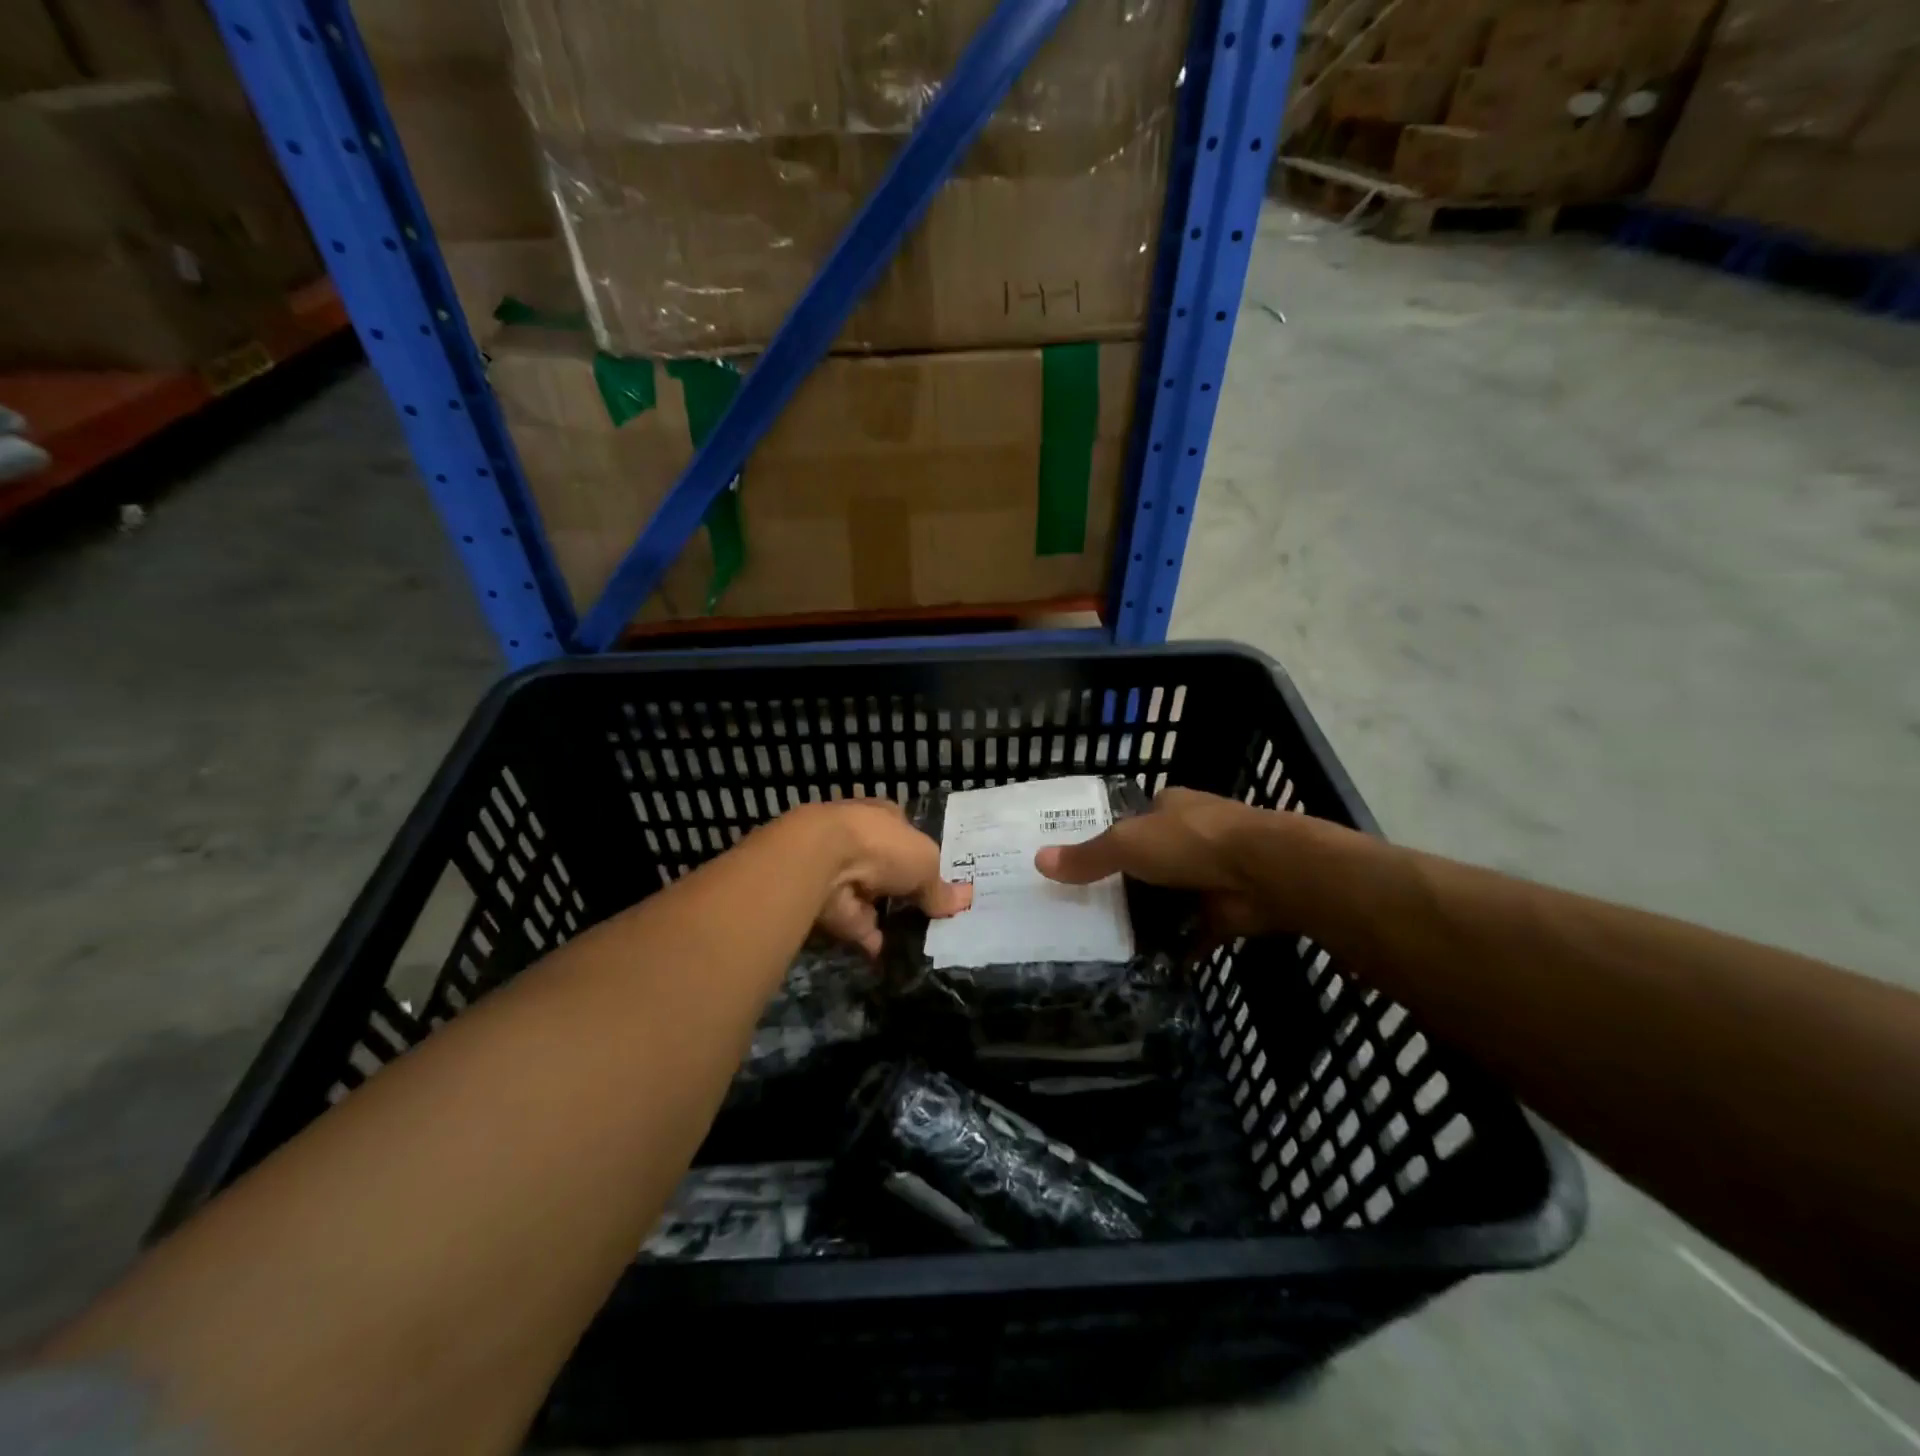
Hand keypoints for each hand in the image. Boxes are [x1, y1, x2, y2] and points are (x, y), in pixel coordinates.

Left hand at [791, 799, 971, 956]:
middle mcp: (861, 840)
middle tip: (932, 914)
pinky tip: (892, 954)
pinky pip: (857, 925)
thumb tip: (963, 901)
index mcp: (884, 817)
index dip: (920, 854)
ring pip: (872, 898)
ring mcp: (843, 872)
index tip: (938, 878)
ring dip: (887, 916)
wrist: (822, 861)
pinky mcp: (830, 904)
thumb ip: (940, 887)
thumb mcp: (926, 863)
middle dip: (904, 888)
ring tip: (918, 939)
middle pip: (889, 868)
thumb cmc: (882, 845)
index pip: (905, 833)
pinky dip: (871, 939)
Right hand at [1035, 787, 1284, 941]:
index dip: (1108, 840)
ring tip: (1107, 944)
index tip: (1080, 867)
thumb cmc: (1191, 842)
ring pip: (1170, 898)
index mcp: (1170, 808)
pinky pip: (1193, 932)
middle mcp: (1191, 837)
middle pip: (1150, 863)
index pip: (1132, 821)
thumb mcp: (1127, 844)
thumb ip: (1087, 856)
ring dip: (1150, 918)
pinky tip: (1147, 966)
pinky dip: (1176, 948)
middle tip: (1086, 913)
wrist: (1265, 872)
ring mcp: (1212, 874)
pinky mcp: (1226, 910)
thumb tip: (1038, 860)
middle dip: (1126, 886)